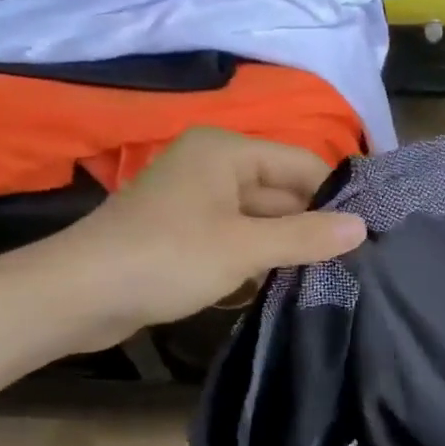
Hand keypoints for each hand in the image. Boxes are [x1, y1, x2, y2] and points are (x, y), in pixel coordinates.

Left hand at [21, 128, 365, 336]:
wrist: (77, 295)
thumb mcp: (244, 247)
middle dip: (310, 224)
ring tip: (327, 275)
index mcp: (227, 150)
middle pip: (280, 189)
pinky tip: (279, 283)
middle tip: (353, 261)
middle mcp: (212, 164)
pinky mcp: (182, 231)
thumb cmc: (166, 257)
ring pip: (258, 216)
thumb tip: (362, 227)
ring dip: (284, 244)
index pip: (302, 163)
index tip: (368, 232)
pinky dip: (255, 256)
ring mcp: (195, 199)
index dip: (334, 196)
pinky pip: (234, 236)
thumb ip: (306, 236)